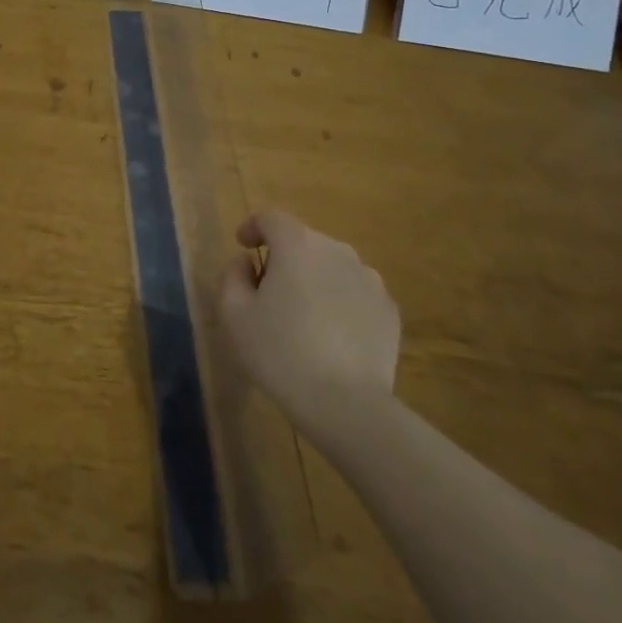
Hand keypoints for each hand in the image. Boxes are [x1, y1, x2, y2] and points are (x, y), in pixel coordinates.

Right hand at [217, 209, 400, 426]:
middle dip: (283, 257)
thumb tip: (246, 262)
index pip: (271, 218)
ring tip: (302, 314)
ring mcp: (369, 279)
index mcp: (297, 245)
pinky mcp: (388, 309)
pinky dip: (339, 301)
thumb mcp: (234, 314)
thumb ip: (233, 276)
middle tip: (268, 290)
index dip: (254, 227)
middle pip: (303, 241)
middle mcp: (337, 251)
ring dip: (313, 278)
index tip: (243, 246)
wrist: (346, 404)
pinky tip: (330, 334)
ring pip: (331, 266)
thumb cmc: (280, 352)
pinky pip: (355, 292)